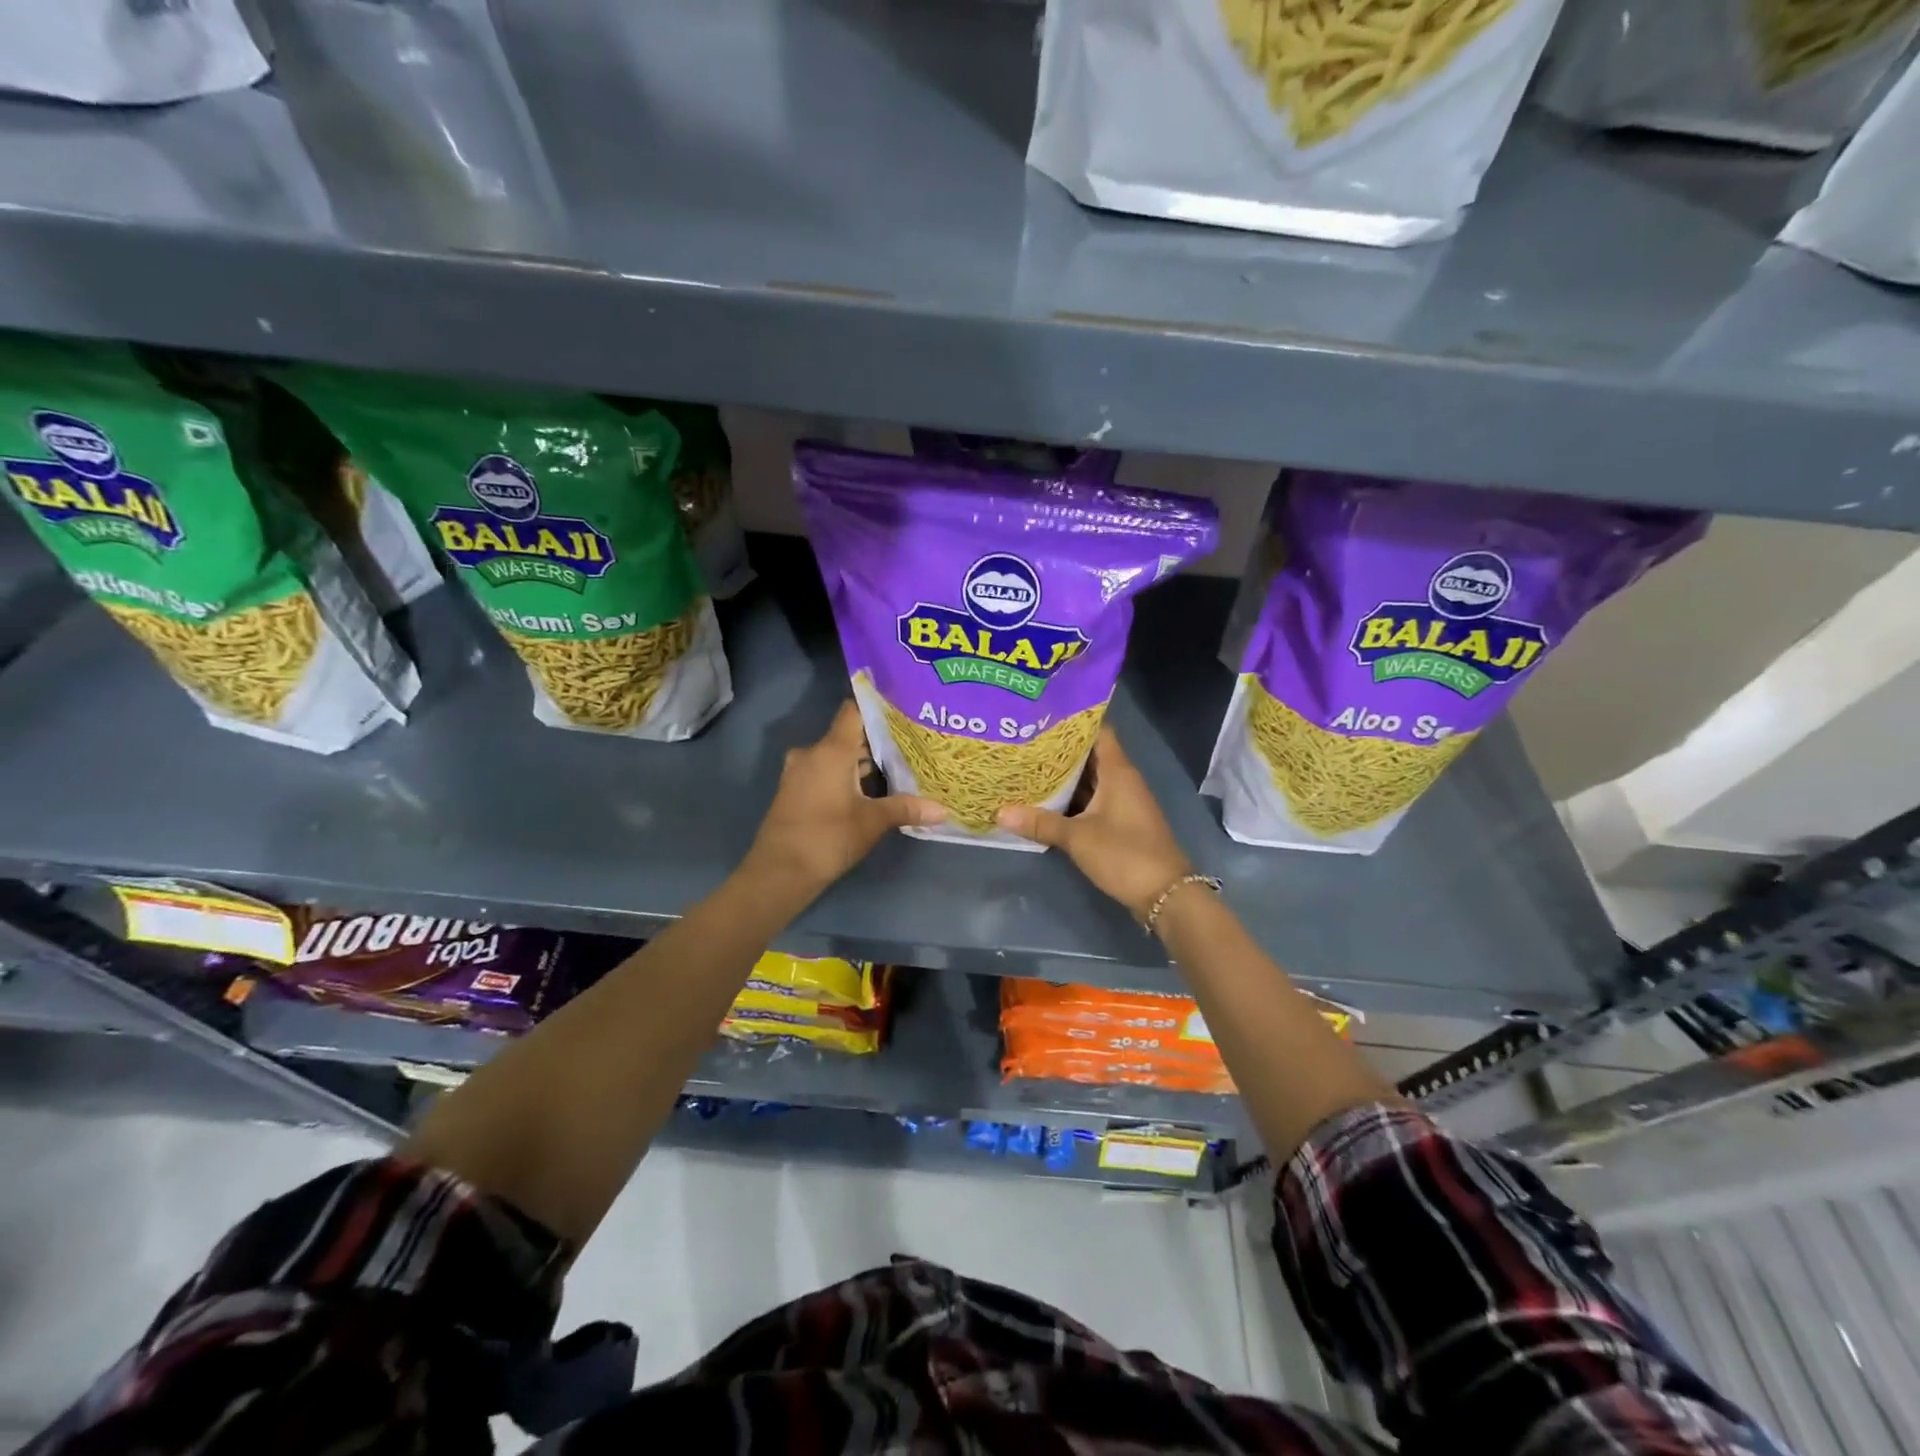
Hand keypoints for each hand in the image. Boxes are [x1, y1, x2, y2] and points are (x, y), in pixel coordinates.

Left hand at [743, 702, 943, 903]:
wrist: (779, 873)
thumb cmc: (827, 838)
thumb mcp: (872, 822)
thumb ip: (906, 809)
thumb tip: (944, 810)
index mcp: (831, 750)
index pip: (854, 710)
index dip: (877, 705)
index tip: (903, 706)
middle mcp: (813, 753)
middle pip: (849, 734)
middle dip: (878, 739)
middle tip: (912, 742)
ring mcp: (801, 772)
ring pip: (838, 755)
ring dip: (863, 761)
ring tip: (899, 764)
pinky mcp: (796, 790)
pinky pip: (826, 770)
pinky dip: (847, 774)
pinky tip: (872, 788)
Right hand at [997, 728, 1191, 921]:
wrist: (1165, 894)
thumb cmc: (1124, 854)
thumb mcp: (1077, 837)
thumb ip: (1040, 823)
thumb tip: (1000, 812)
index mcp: (1118, 772)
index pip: (1097, 731)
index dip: (1072, 722)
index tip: (1042, 717)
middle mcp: (1122, 781)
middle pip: (1090, 756)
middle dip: (1059, 751)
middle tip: (1024, 743)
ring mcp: (1123, 803)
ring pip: (1090, 781)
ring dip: (1064, 778)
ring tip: (1027, 768)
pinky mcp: (1120, 824)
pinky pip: (1092, 802)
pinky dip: (1071, 800)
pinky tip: (1045, 802)